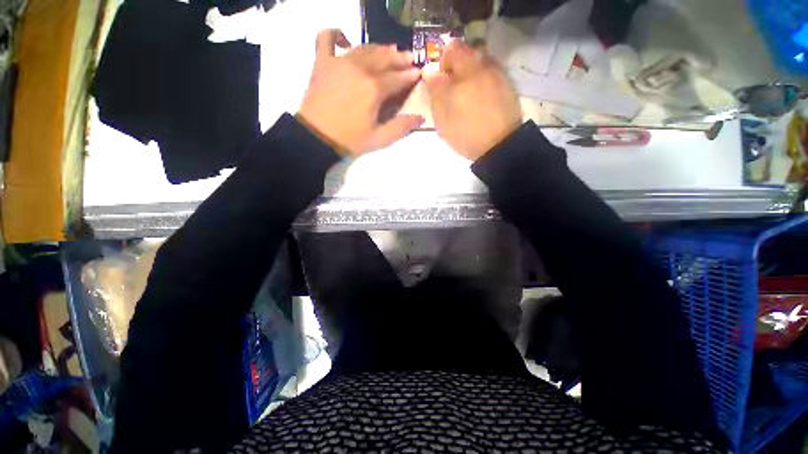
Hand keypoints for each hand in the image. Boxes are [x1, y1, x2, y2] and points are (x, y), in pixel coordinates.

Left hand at [298, 30, 424, 156]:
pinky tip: (344, 38)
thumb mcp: (379, 139)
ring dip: (379, 48)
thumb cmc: (350, 140)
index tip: (418, 73)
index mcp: (374, 89)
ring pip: (364, 48)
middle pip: (384, 58)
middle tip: (409, 59)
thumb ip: (401, 127)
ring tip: (390, 51)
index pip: (398, 77)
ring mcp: (339, 62)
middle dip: (399, 58)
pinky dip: (335, 34)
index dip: (410, 75)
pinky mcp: (322, 62)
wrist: (316, 137)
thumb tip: (420, 117)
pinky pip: (326, 39)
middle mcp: (360, 69)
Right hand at [425, 41, 522, 160]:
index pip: (450, 53)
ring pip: (480, 56)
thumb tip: (430, 72)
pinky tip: (480, 88)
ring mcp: (497, 73)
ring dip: (470, 64)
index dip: (441, 61)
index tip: (439, 77)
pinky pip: (492, 67)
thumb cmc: (466, 135)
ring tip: (466, 84)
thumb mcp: (443, 120)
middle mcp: (481, 67)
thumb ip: (436, 93)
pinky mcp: (507, 82)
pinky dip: (483, 72)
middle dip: (456, 59)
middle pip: (466, 50)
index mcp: (463, 75)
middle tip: (452, 79)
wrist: (499, 145)